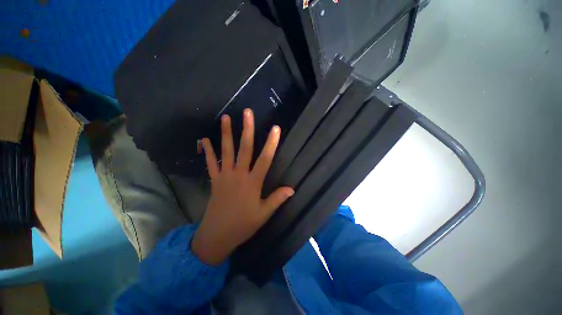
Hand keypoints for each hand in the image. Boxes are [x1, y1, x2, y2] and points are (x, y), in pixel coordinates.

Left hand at [191, 109, 293, 265]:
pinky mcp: (215, 180)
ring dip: (226, 134)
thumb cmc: (243, 225)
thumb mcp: (263, 214)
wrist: (217, 236)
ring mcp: (225, 176)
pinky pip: (211, 163)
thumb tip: (292, 188)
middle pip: (244, 149)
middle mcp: (239, 175)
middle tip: (247, 113)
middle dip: (247, 130)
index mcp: (253, 183)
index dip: (271, 143)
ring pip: (226, 151)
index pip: (265, 159)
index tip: (275, 129)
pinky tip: (205, 139)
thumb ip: (277, 199)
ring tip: (225, 118)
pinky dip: (208, 151)